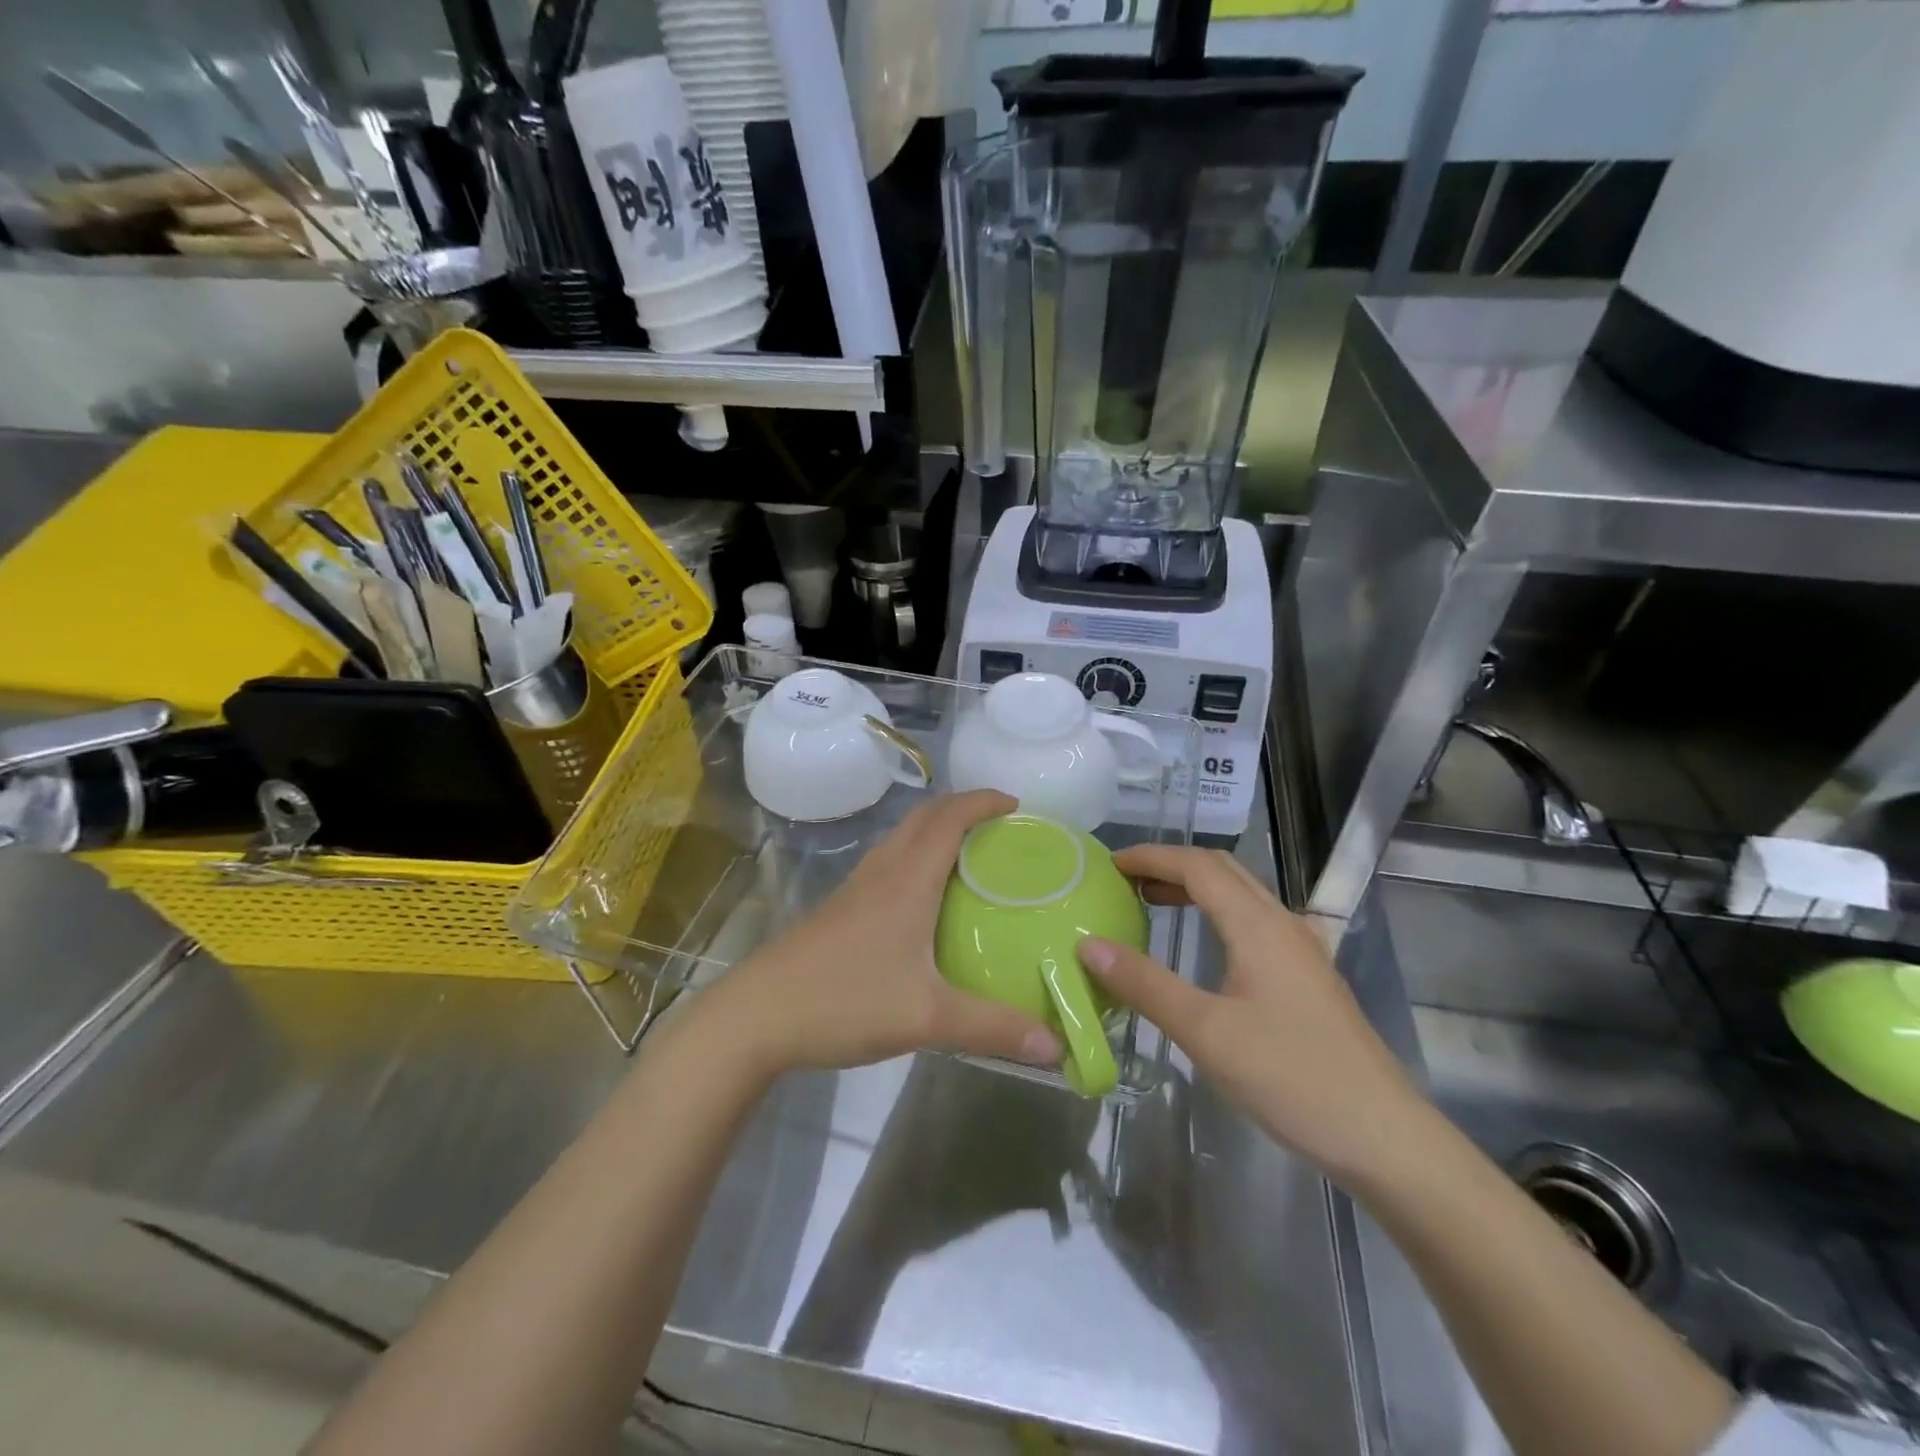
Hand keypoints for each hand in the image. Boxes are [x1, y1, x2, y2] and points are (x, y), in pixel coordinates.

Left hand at [703, 792, 1062, 1077]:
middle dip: (963, 808)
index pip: (949, 818)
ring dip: (936, 830)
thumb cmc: (845, 1002)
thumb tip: (1055, 1047)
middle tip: (1000, 828)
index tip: (1018, 805)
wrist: (757, 1015)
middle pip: (924, 817)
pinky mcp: (839, 909)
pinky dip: (916, 857)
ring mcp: (855, 888)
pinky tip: (924, 899)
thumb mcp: (927, 1018)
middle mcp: (882, 872)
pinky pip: (888, 863)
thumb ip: (992, 1029)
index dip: (983, 801)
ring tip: (970, 856)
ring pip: (901, 838)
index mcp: (907, 880)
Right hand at [1077, 845, 1425, 1183]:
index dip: (1151, 857)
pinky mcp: (1308, 978)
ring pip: (1241, 896)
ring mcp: (1302, 950)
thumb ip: (1146, 985)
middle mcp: (1283, 924)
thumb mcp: (1206, 1032)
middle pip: (1222, 870)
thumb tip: (1089, 945)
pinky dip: (1216, 914)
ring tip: (1152, 903)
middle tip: (1124, 881)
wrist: (1384, 1137)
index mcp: (1258, 926)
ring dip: (1194, 888)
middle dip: (1171, 865)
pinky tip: (1204, 947)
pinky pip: (1254, 922)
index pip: (1197, 866)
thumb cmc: (1291, 1078)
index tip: (1108, 864)